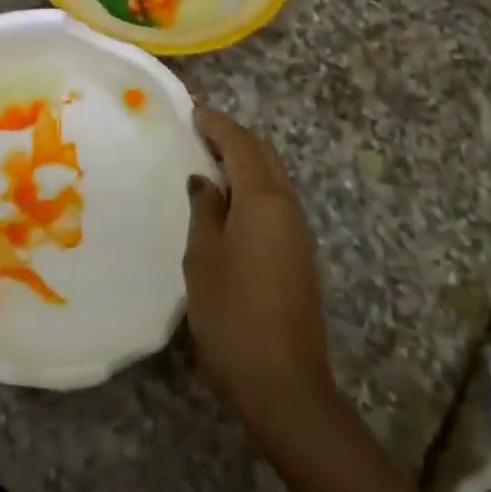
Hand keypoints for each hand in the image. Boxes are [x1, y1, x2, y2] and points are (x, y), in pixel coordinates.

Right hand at [184, 107, 339, 445]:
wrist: (283, 382)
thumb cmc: (232, 314)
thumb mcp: (203, 258)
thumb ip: (205, 211)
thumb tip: (206, 181)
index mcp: (263, 200)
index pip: (241, 145)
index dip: (217, 124)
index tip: (192, 110)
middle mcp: (288, 207)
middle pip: (263, 157)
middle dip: (233, 138)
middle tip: (198, 130)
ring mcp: (298, 233)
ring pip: (272, 179)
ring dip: (244, 162)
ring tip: (207, 159)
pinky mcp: (298, 255)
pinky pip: (274, 203)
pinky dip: (251, 187)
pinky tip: (227, 201)